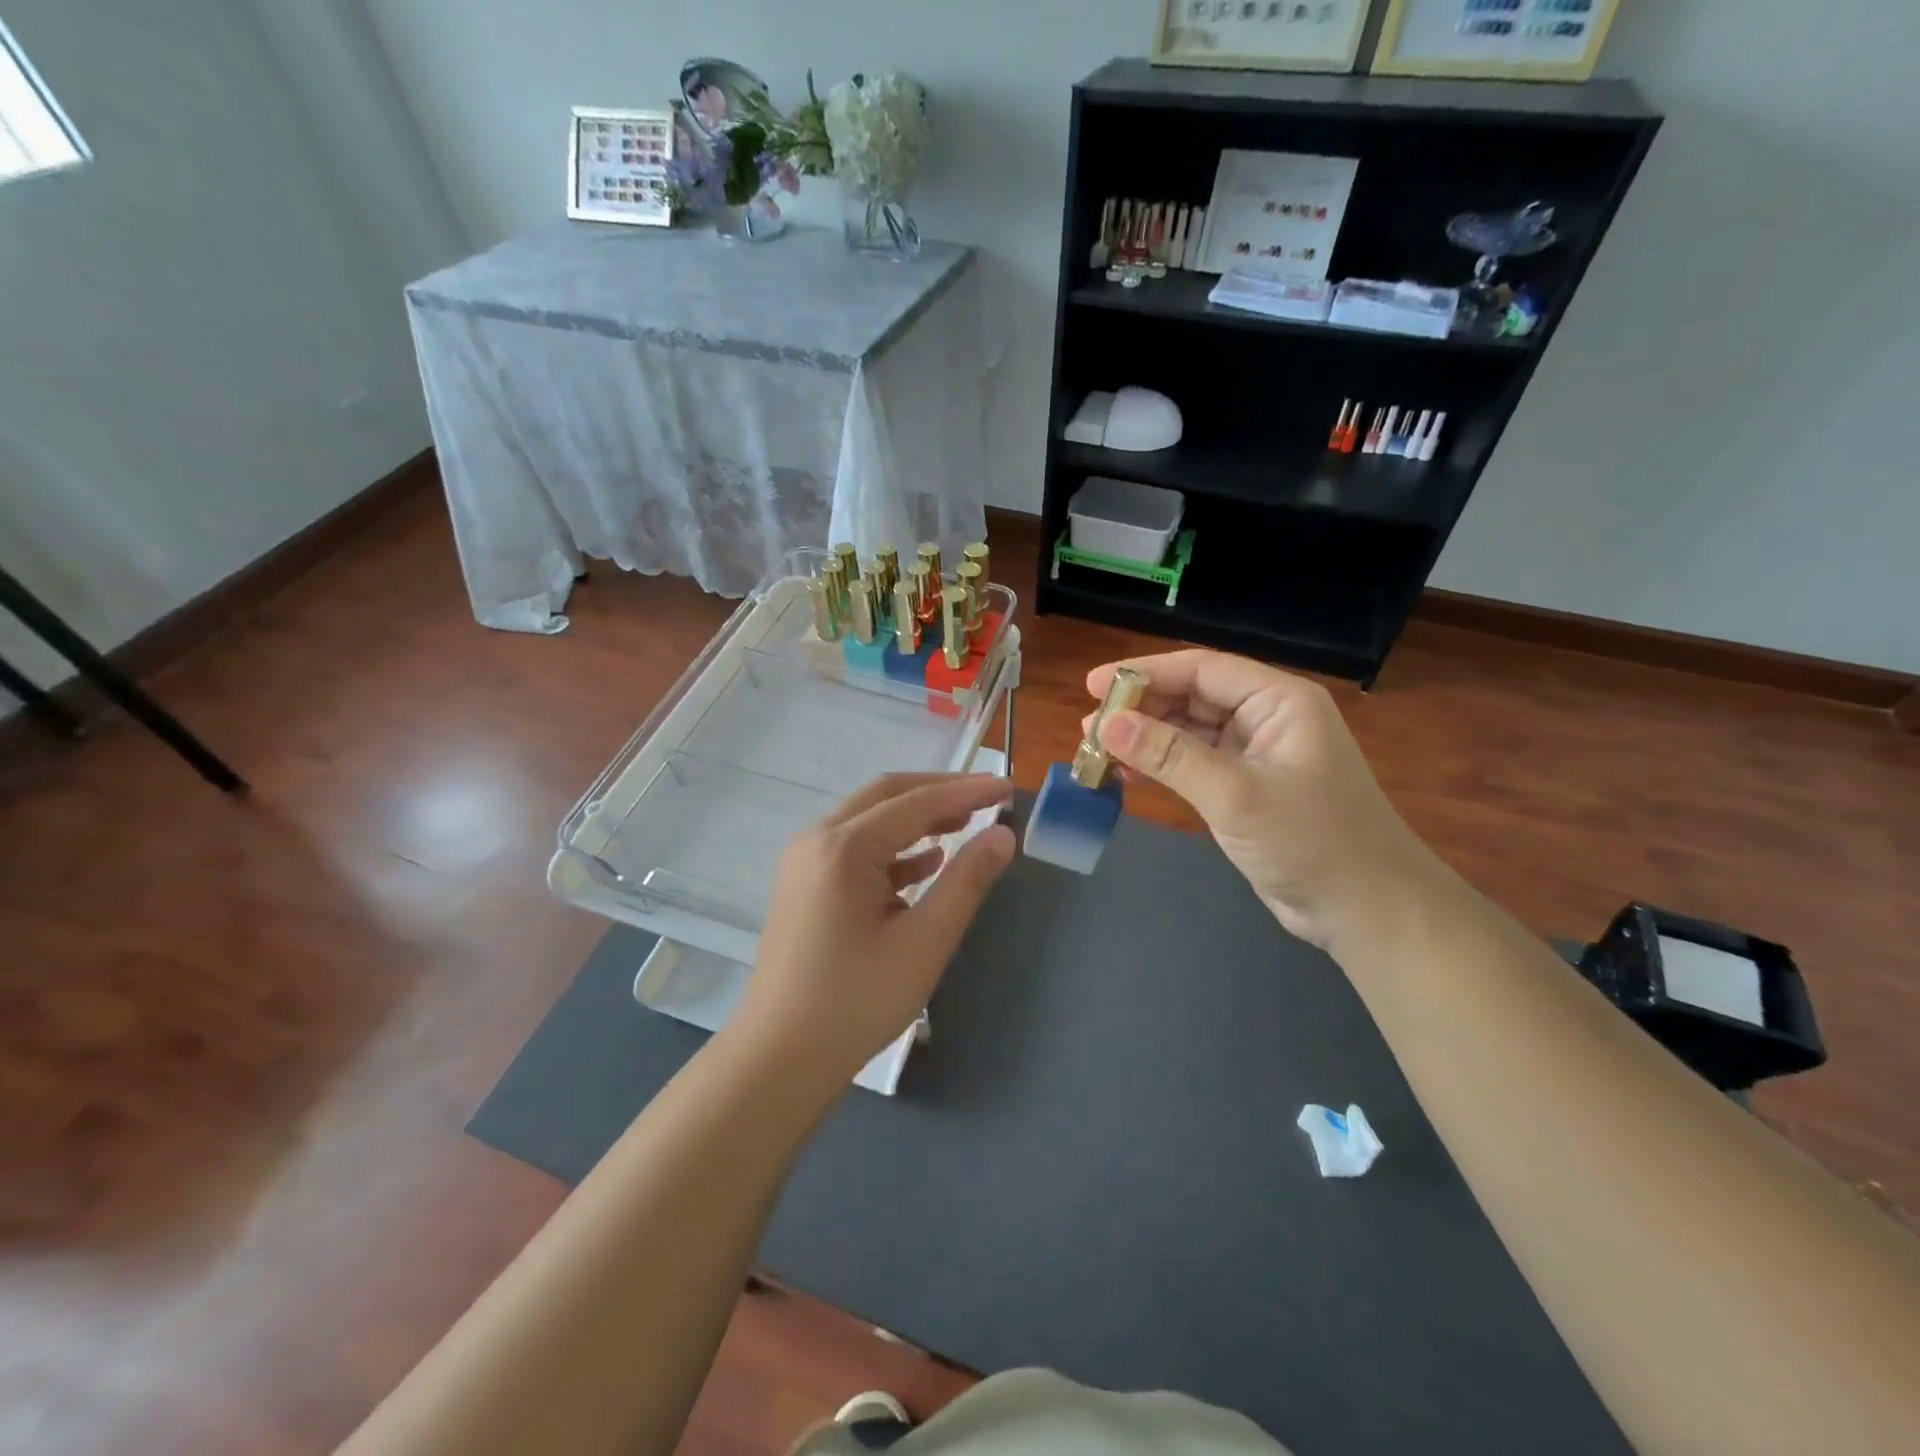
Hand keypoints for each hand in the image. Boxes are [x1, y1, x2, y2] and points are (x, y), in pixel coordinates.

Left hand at [734, 774, 1015, 1086]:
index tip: (1008, 786)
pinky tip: (926, 864)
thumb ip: (966, 881)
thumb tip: (1002, 834)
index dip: (966, 791)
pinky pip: (854, 848)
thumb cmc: (857, 1000)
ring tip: (963, 826)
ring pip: (869, 819)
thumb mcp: (924, 941)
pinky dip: (893, 848)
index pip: (916, 802)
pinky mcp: (803, 885)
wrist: (780, 1057)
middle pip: (886, 796)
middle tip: (985, 800)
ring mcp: (804, 861)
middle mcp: (818, 839)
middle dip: (938, 792)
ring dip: (915, 818)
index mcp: (844, 847)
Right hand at [1086, 651, 1437, 950]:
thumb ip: (1170, 755)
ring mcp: (1256, 756)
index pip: (1202, 670)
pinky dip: (1161, 768)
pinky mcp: (1246, 790)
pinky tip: (1126, 777)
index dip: (1145, 673)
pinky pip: (1194, 765)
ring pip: (1189, 733)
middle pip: (1192, 698)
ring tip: (1096, 750)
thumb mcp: (1235, 795)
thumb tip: (1106, 724)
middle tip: (1088, 727)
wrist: (1368, 912)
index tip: (1093, 685)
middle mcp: (1267, 719)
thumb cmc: (1311, 842)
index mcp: (1279, 701)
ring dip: (1145, 740)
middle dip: (1140, 710)